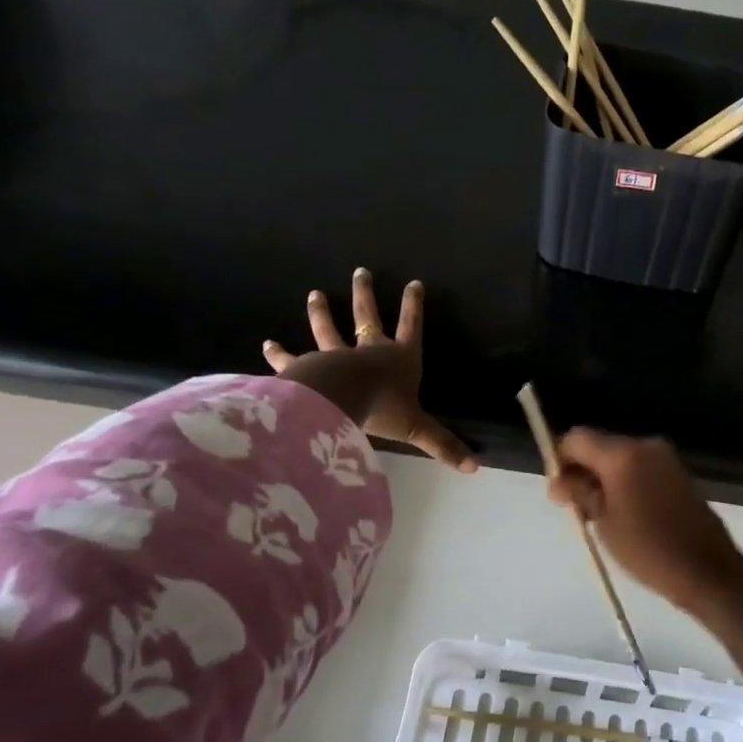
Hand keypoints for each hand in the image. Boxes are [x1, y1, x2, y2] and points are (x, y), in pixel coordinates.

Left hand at [264, 269, 476, 472]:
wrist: (341, 401)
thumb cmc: (383, 408)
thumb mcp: (417, 429)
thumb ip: (442, 446)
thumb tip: (474, 468)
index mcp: (398, 360)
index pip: (410, 328)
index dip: (413, 306)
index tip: (413, 283)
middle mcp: (368, 351)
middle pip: (367, 317)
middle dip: (365, 295)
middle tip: (360, 272)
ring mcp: (335, 357)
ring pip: (328, 330)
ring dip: (321, 312)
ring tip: (314, 294)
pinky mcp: (308, 368)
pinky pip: (292, 360)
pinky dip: (279, 354)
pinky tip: (267, 345)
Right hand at [547, 429, 742, 614]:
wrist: (707, 570)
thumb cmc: (648, 550)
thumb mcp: (604, 523)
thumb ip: (579, 493)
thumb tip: (558, 480)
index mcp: (622, 455)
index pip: (577, 438)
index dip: (561, 459)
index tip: (558, 491)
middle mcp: (644, 445)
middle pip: (599, 445)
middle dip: (582, 470)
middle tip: (576, 508)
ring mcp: (664, 457)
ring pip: (619, 457)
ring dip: (603, 477)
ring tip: (600, 515)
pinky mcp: (677, 472)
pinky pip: (639, 467)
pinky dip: (624, 481)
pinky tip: (625, 512)